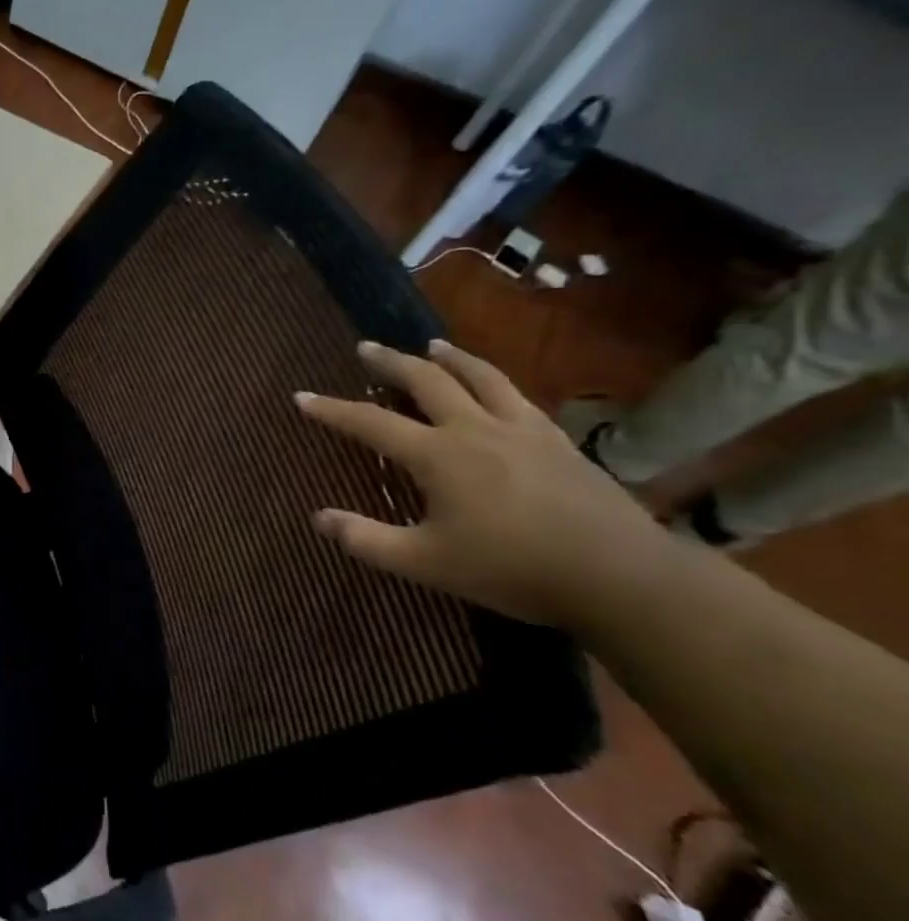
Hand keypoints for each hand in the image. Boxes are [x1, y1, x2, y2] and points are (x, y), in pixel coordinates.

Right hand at [295, 339, 665, 627]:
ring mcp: (521, 429)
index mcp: (438, 456)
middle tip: (366, 348)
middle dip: (390, 362)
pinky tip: (492, 386)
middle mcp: (475, 429)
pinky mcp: (556, 439)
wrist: (618, 575)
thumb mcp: (424, 563)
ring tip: (432, 346)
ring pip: (480, 377)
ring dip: (449, 358)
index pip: (371, 423)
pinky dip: (492, 379)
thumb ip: (366, 539)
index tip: (302, 396)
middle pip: (426, 381)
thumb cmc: (511, 569)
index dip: (332, 410)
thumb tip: (318, 518)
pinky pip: (516, 394)